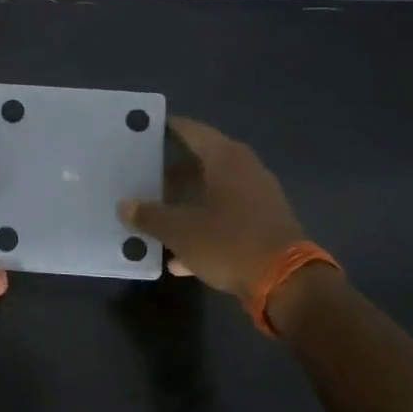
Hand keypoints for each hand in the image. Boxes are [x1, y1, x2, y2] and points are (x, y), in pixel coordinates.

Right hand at [118, 117, 309, 297]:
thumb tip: (124, 205)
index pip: (191, 131)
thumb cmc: (229, 242)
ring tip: (155, 214)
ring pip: (212, 192)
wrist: (288, 283)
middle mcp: (245, 170)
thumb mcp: (180, 230)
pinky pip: (225, 218)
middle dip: (171, 172)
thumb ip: (149, 215)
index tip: (144, 130)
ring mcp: (258, 198)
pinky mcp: (263, 225)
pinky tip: (178, 256)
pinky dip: (202, 228)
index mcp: (225, 159)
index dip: (167, 128)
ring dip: (185, 202)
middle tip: (142, 177)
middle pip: (201, 162)